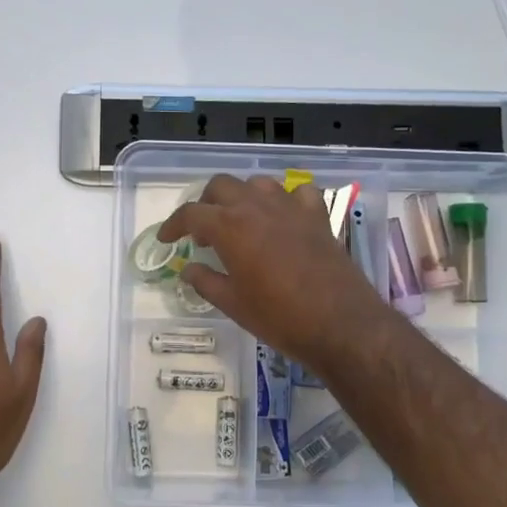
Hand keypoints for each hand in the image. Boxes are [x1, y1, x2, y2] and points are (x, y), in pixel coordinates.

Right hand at [157, 176, 387, 365]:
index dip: (173, 225)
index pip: (191, 214)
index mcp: (230, 227)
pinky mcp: (317, 216)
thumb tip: (189, 269)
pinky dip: (286, 199)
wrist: (340, 323)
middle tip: (203, 232)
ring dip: (242, 197)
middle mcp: (257, 207)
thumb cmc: (279, 317)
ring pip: (257, 183)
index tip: (167, 239)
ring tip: (240, 222)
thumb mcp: (233, 304)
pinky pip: (298, 192)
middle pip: (221, 186)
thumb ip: (206, 281)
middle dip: (206, 203)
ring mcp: (291, 207)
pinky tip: (283, 218)